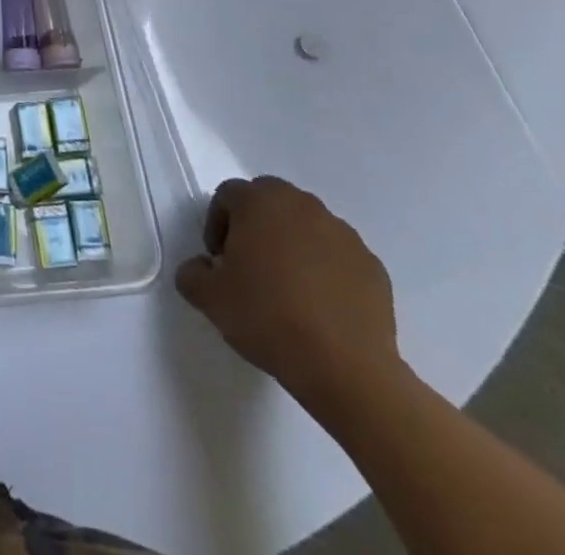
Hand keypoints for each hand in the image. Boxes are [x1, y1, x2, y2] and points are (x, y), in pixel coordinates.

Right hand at [174, 176, 401, 409]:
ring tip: (289, 287)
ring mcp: (342, 233)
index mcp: (259, 202)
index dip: (217, 223)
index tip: (218, 259)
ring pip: (307, 225)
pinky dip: (327, 269)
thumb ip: (192, 273)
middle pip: (270, 199)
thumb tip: (200, 267)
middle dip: (256, 223)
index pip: (228, 194)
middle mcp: (301, 205)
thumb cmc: (267, 318)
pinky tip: (321, 306)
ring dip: (293, 243)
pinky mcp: (372, 265)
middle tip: (251, 263)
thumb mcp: (209, 299)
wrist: (345, 368)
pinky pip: (338, 255)